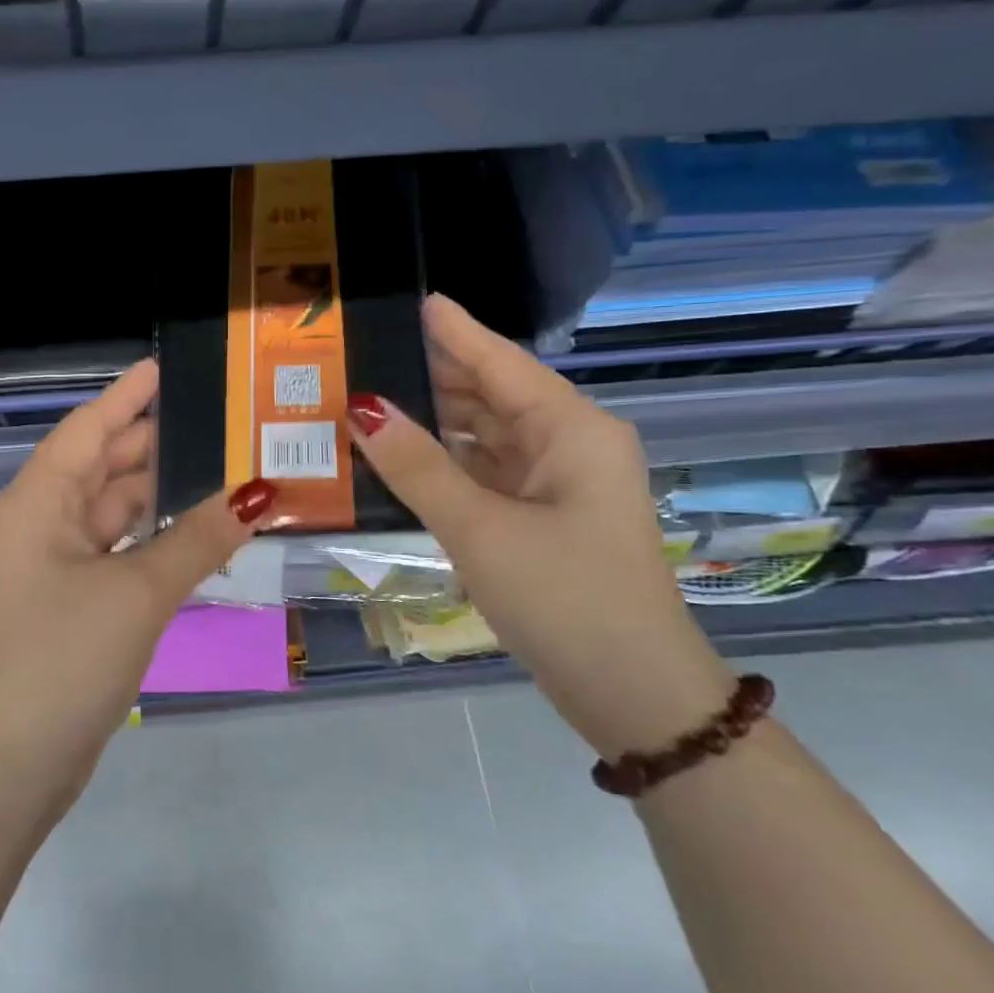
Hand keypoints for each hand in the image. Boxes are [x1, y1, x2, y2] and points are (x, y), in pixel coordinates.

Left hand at [0, 359, 276, 808]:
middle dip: (154, 441)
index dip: (127, 395)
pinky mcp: (71, 600)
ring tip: (221, 466)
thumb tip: (259, 492)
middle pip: (102, 465)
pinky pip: (117, 549)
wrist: (13, 762)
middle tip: (219, 419)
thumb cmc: (64, 658)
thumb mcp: (138, 592)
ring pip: (113, 510)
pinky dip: (153, 537)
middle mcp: (40, 522)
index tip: (166, 366)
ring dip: (159, 493)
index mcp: (38, 502)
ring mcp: (54, 564)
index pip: (89, 428)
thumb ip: (199, 538)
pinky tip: (197, 530)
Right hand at [347, 295, 735, 758]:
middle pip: (494, 396)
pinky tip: (406, 460)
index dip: (457, 332)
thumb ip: (417, 466)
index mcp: (572, 430)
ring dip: (438, 423)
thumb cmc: (563, 596)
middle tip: (372, 356)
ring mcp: (560, 486)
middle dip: (437, 376)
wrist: (631, 692)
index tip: (421, 300)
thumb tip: (361, 408)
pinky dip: (449, 464)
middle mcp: (571, 447)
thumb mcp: (479, 528)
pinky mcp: (545, 520)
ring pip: (489, 437)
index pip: (501, 363)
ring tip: (376, 402)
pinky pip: (489, 474)